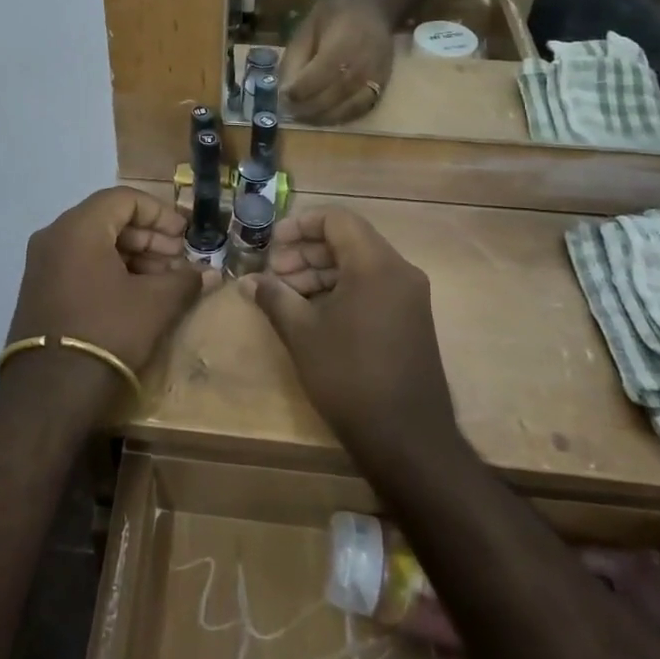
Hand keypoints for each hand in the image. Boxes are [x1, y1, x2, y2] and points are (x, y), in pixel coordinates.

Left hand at [1, 188, 214, 408]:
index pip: (125, 199)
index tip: (185, 235)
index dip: (160, 213)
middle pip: (109, 219)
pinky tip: (137, 294)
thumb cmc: (107, 332)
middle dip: (149, 237)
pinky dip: (110, 270)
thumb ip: (185, 280)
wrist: (49, 392)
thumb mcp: (155, 304)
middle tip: (178, 258)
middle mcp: (54, 236)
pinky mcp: (40, 290)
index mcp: (79, 227)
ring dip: (132, 256)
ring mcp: (42, 264)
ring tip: (164, 280)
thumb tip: (209, 273)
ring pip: (95, 244)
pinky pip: (80, 264)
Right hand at [239, 208, 461, 467]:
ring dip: (320, 272)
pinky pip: (372, 287)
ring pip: (359, 265)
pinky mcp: (410, 320)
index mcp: (376, 264)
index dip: (300, 225)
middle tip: (273, 274)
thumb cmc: (349, 377)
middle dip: (306, 252)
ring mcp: (409, 297)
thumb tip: (248, 281)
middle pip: (348, 240)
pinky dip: (341, 290)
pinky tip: (312, 313)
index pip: (337, 219)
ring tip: (286, 295)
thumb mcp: (302, 333)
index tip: (271, 244)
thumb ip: (274, 297)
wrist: (407, 440)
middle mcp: (399, 271)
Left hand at [281, 0, 395, 124]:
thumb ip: (295, 60)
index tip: (283, 96)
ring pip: (344, 110)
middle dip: (305, 109)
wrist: (371, 7)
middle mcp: (360, 68)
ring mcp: (374, 80)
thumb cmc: (333, 14)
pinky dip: (340, 117)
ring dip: (321, 118)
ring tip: (304, 116)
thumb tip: (285, 89)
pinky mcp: (382, 87)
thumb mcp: (306, 30)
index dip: (296, 93)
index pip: (314, 81)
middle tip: (289, 112)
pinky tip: (325, 115)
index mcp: (340, 49)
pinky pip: (359, 110)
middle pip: (329, 100)